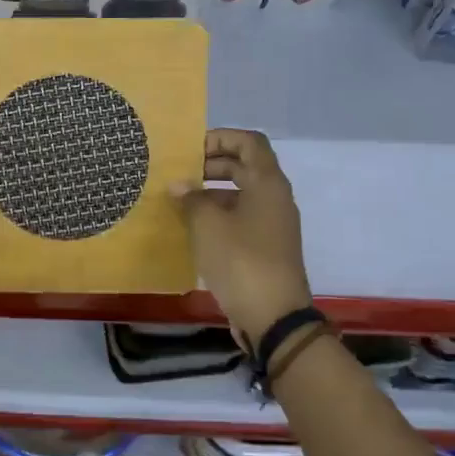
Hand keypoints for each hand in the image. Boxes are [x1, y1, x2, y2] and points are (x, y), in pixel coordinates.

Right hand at [172, 129, 312, 343]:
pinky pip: (242, 218)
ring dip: (212, 192)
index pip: (249, 142)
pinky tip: (193, 227)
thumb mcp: (207, 225)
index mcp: (267, 184)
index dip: (221, 137)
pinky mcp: (267, 248)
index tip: (191, 149)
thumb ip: (191, 198)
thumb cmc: (241, 260)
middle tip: (180, 173)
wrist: (274, 317)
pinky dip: (219, 215)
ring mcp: (273, 225)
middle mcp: (275, 198)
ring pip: (242, 194)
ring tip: (180, 200)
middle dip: (211, 164)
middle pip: (245, 166)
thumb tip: (179, 185)